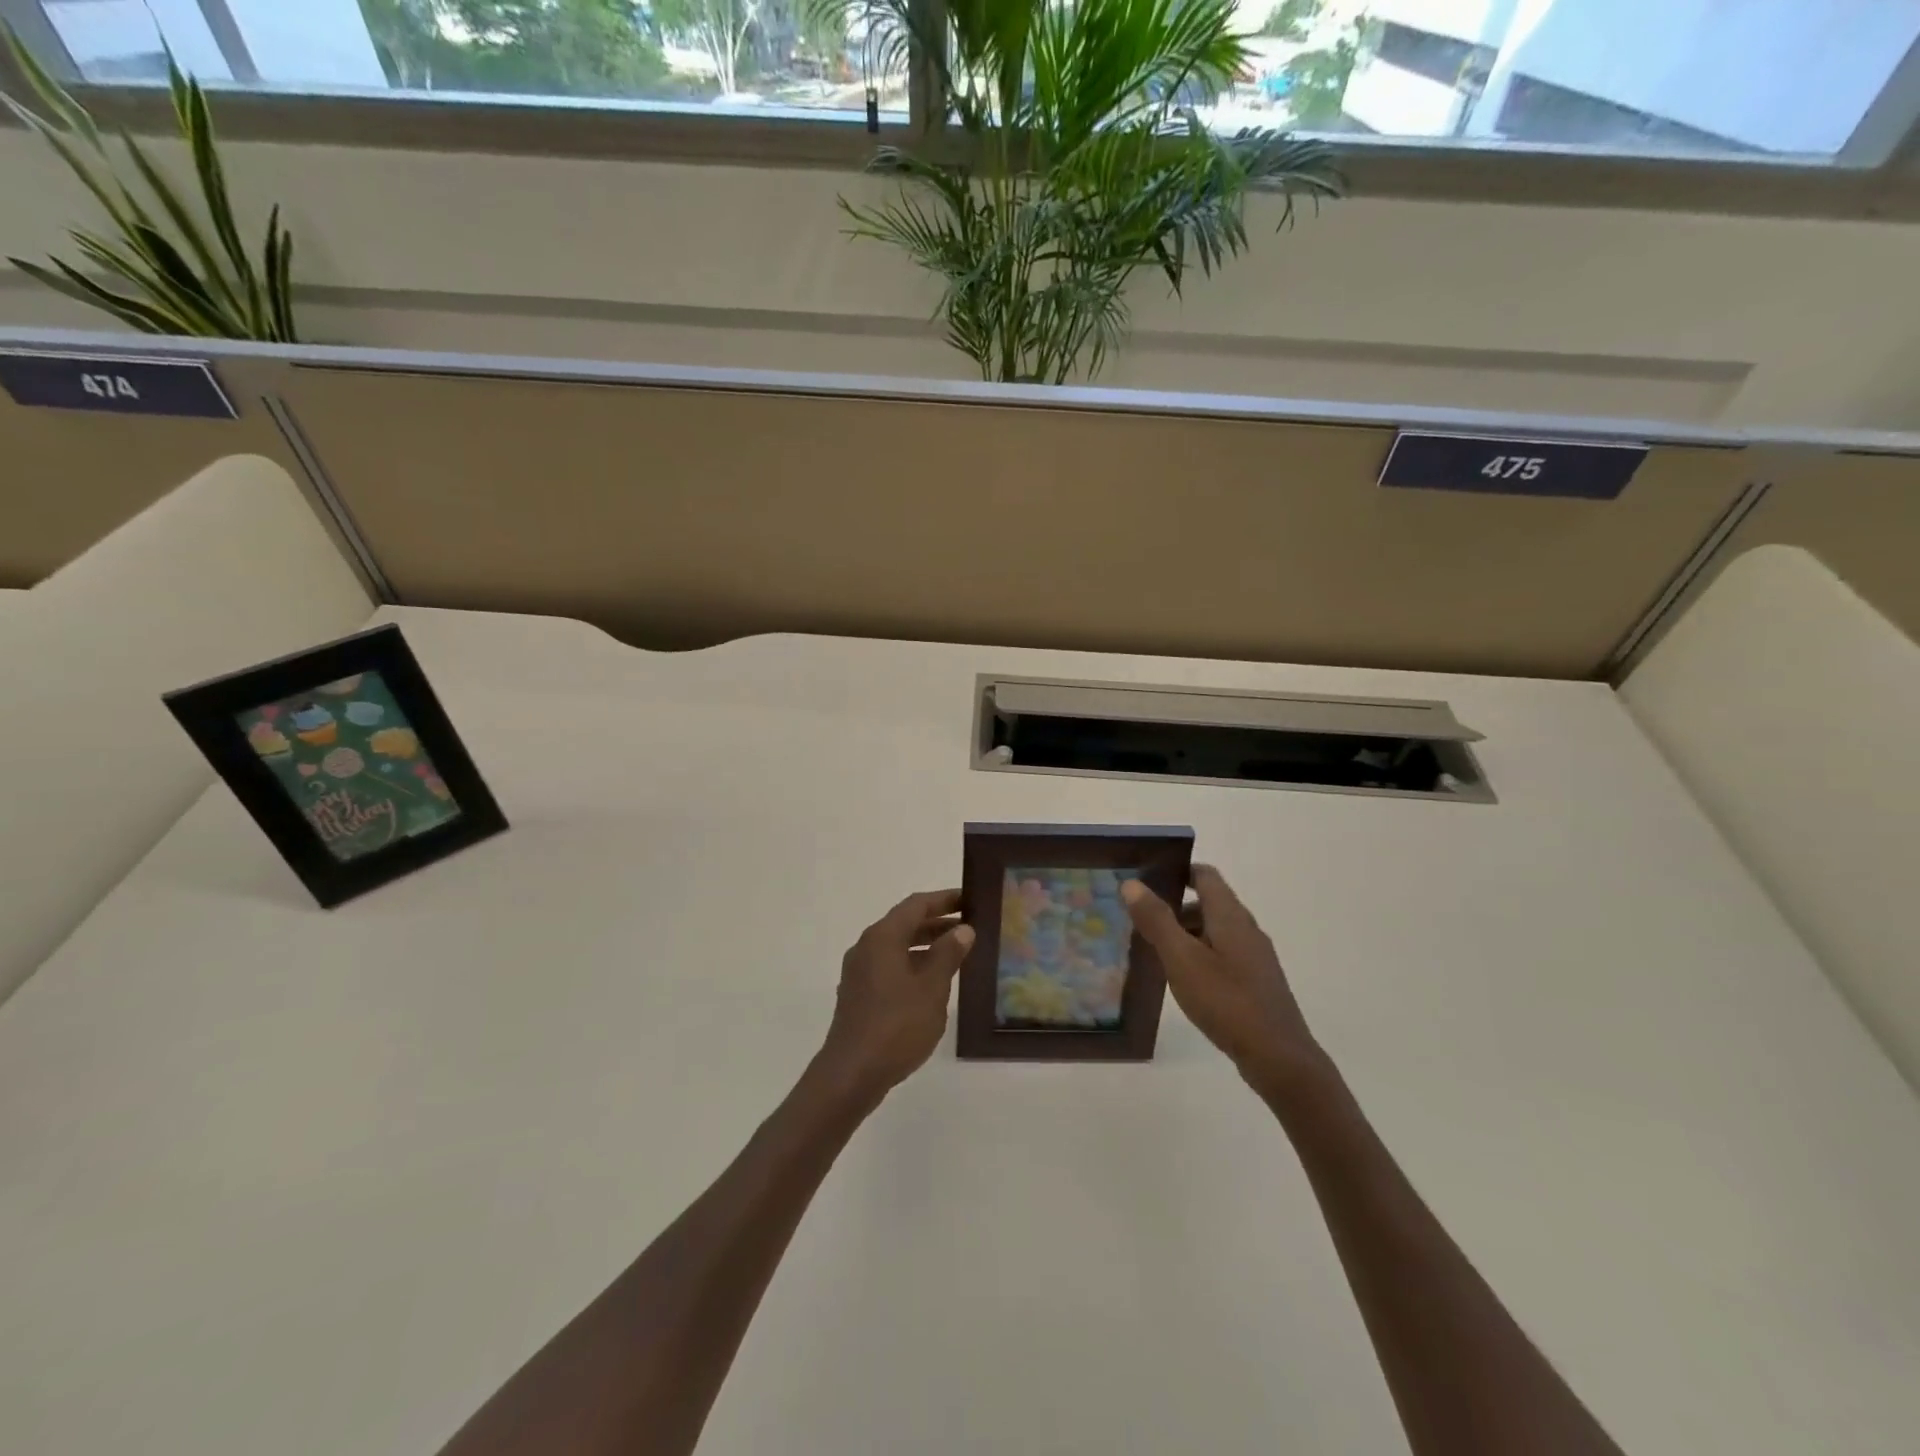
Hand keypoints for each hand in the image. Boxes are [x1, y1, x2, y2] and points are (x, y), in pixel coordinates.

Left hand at [815, 889, 974, 1105]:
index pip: (916, 905)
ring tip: (957, 953)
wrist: (852, 1073)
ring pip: (897, 946)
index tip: (969, 899)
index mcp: (882, 937)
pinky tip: (932, 982)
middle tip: (969, 925)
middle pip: (905, 923)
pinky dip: (912, 964)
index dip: (944, 899)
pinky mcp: (858, 994)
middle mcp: (867, 947)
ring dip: (926, 945)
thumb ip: (948, 955)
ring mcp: (859, 972)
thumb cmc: (897, 1025)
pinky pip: (889, 966)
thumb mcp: (932, 988)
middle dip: (937, 922)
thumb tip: (962, 929)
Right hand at [1122, 865, 1324, 1096]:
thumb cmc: (1226, 1001)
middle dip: (1175, 906)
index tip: (1146, 879)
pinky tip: (1185, 980)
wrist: (1279, 1057)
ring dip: (1187, 933)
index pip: (1205, 875)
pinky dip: (1201, 955)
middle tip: (1141, 920)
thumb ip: (1157, 920)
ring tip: (1156, 951)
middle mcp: (1246, 929)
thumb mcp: (1182, 959)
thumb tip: (1132, 883)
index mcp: (1230, 915)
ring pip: (1216, 931)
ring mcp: (1255, 957)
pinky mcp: (1257, 982)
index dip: (1177, 870)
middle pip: (1209, 902)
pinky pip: (1224, 954)